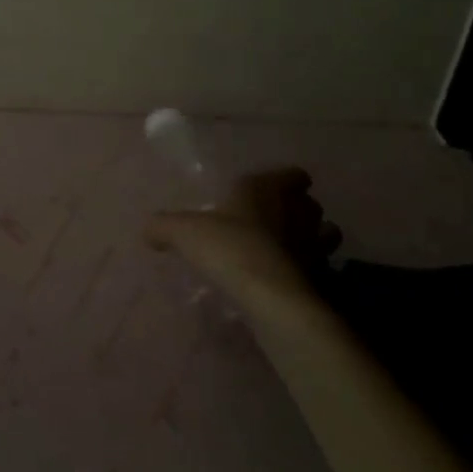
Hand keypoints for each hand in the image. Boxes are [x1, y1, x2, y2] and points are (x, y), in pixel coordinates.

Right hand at [144, 167, 341, 323]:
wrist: (270, 296)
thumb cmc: (228, 247)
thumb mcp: (183, 232)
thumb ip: (162, 226)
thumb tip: (148, 231)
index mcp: (267, 189)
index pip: (293, 175)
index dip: (286, 181)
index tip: (273, 190)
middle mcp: (297, 212)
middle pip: (310, 204)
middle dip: (298, 210)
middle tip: (274, 222)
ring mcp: (315, 246)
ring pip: (324, 234)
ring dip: (311, 239)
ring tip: (287, 251)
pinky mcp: (322, 279)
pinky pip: (321, 268)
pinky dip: (309, 271)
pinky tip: (287, 280)